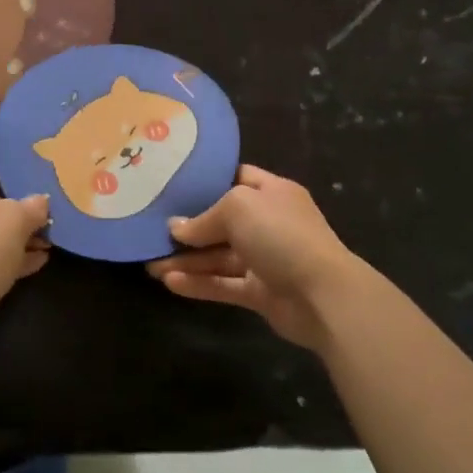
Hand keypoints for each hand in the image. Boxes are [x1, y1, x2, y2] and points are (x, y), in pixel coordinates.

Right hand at [147, 165, 367, 350]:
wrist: (323, 295)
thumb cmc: (281, 235)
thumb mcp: (238, 208)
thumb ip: (204, 217)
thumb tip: (176, 228)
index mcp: (272, 192)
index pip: (236, 178)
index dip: (207, 180)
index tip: (173, 183)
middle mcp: (268, 222)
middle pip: (222, 220)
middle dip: (189, 226)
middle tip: (152, 228)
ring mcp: (265, 258)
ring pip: (218, 256)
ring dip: (186, 260)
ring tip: (149, 263)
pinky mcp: (260, 292)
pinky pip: (223, 283)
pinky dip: (198, 283)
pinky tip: (169, 282)